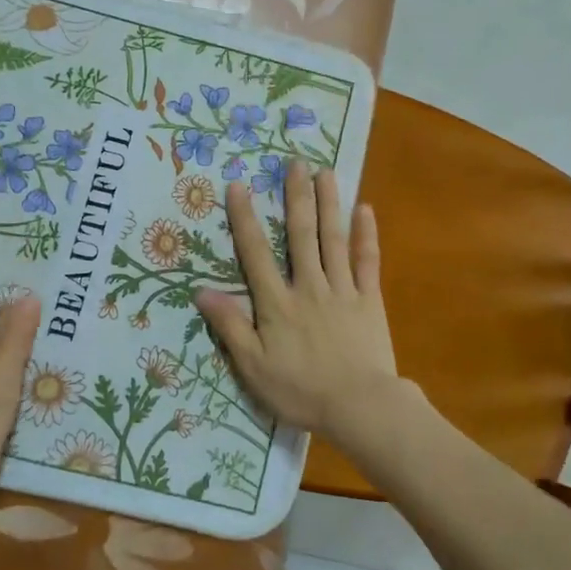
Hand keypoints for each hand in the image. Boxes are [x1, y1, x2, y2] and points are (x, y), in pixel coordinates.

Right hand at [195, 162, 397, 442]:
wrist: (359, 406)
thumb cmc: (300, 390)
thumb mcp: (253, 366)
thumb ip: (230, 326)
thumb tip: (201, 290)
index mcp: (277, 303)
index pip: (255, 253)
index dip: (245, 219)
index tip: (238, 186)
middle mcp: (309, 286)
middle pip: (300, 235)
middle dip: (295, 197)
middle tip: (294, 163)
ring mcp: (343, 290)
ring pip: (333, 239)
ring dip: (328, 204)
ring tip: (325, 172)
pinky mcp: (370, 300)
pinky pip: (368, 261)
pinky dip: (366, 235)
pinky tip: (365, 209)